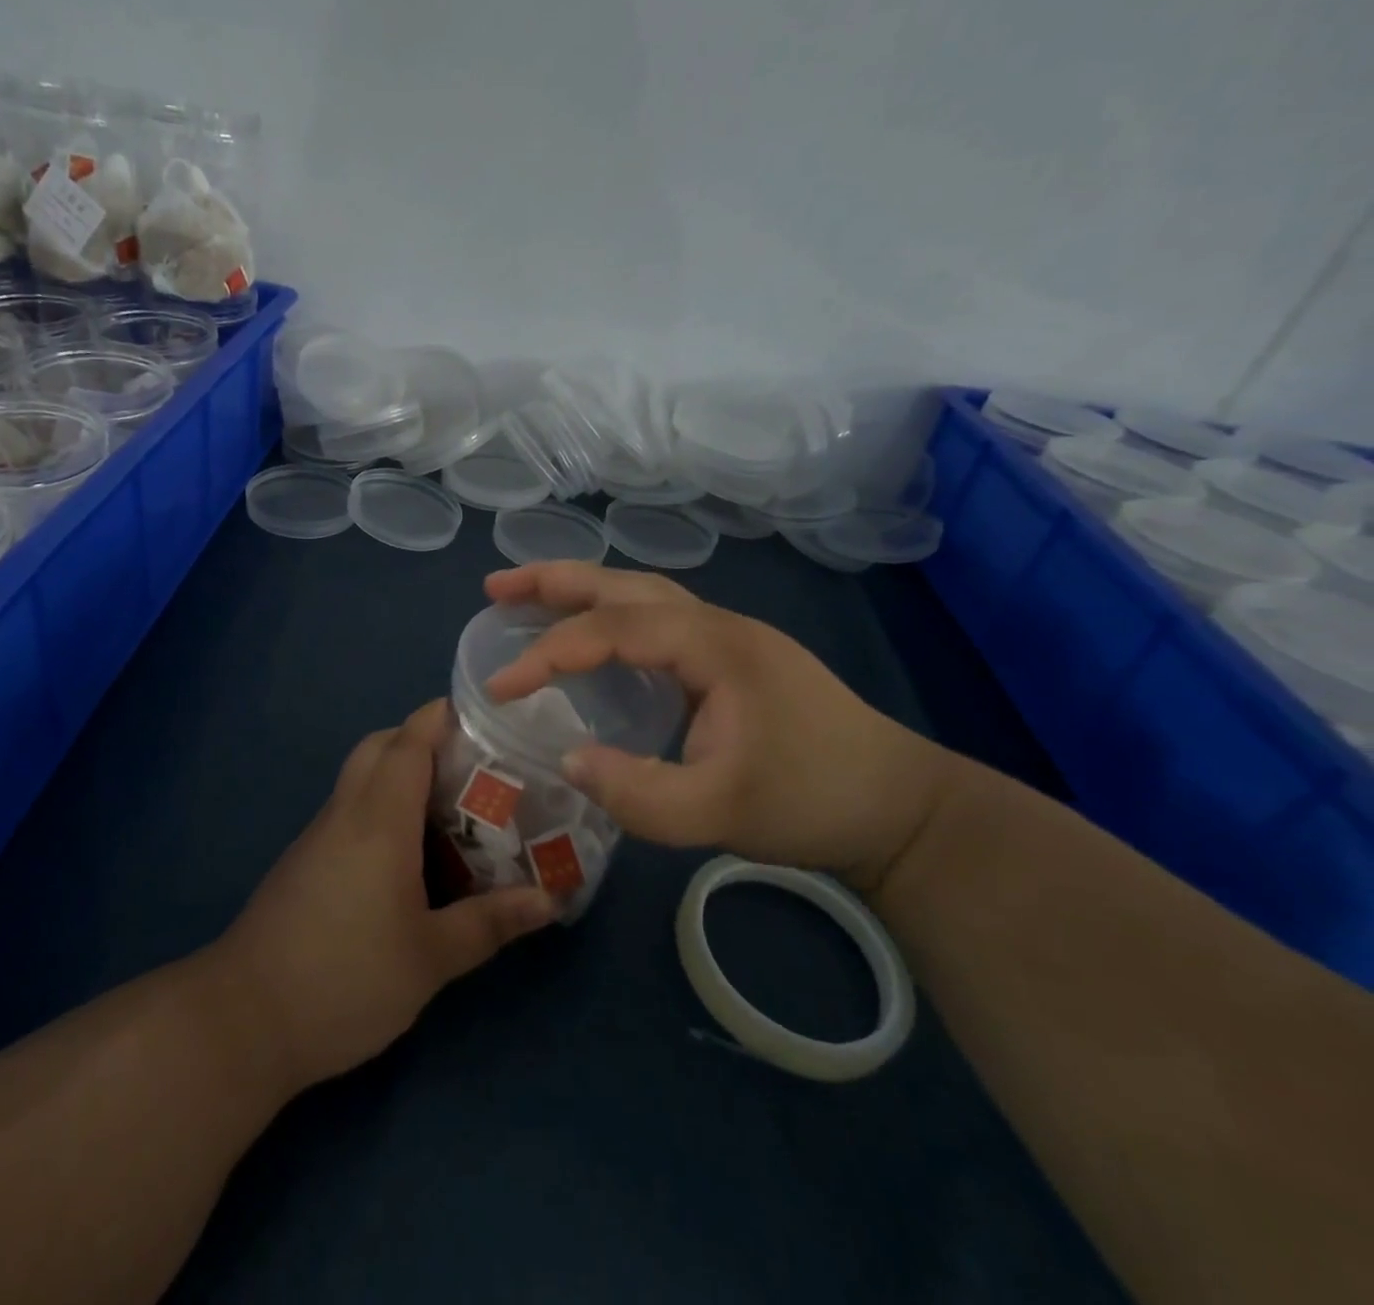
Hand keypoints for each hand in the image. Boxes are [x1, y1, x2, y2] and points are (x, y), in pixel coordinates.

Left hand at [214, 700, 558, 1090]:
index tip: (483, 716)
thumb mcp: (430, 958)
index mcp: (379, 820)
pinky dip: (382, 808)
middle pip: (380, 748)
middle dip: (423, 740)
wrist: (244, 1021)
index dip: (441, 718)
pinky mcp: (305, 861)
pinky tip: (410, 855)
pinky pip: (350, 811)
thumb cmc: (345, 979)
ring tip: (453, 807)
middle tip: (472, 767)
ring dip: (401, 775)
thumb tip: (549, 899)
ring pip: (361, 778)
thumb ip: (489, 923)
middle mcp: (346, 813)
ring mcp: (319, 836)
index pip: (409, 743)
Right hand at [483, 563, 951, 891]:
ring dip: (582, 590)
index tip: (500, 686)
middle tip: (495, 587)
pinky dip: (610, 615)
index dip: (547, 652)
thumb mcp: (720, 813)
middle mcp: (716, 624)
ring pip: (640, 594)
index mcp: (713, 646)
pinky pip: (656, 619)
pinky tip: (594, 638)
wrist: (899, 807)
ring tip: (528, 597)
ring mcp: (726, 636)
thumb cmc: (814, 801)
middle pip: (622, 585)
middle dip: (554, 581)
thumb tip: (567, 761)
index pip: (610, 631)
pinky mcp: (731, 658)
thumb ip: (638, 794)